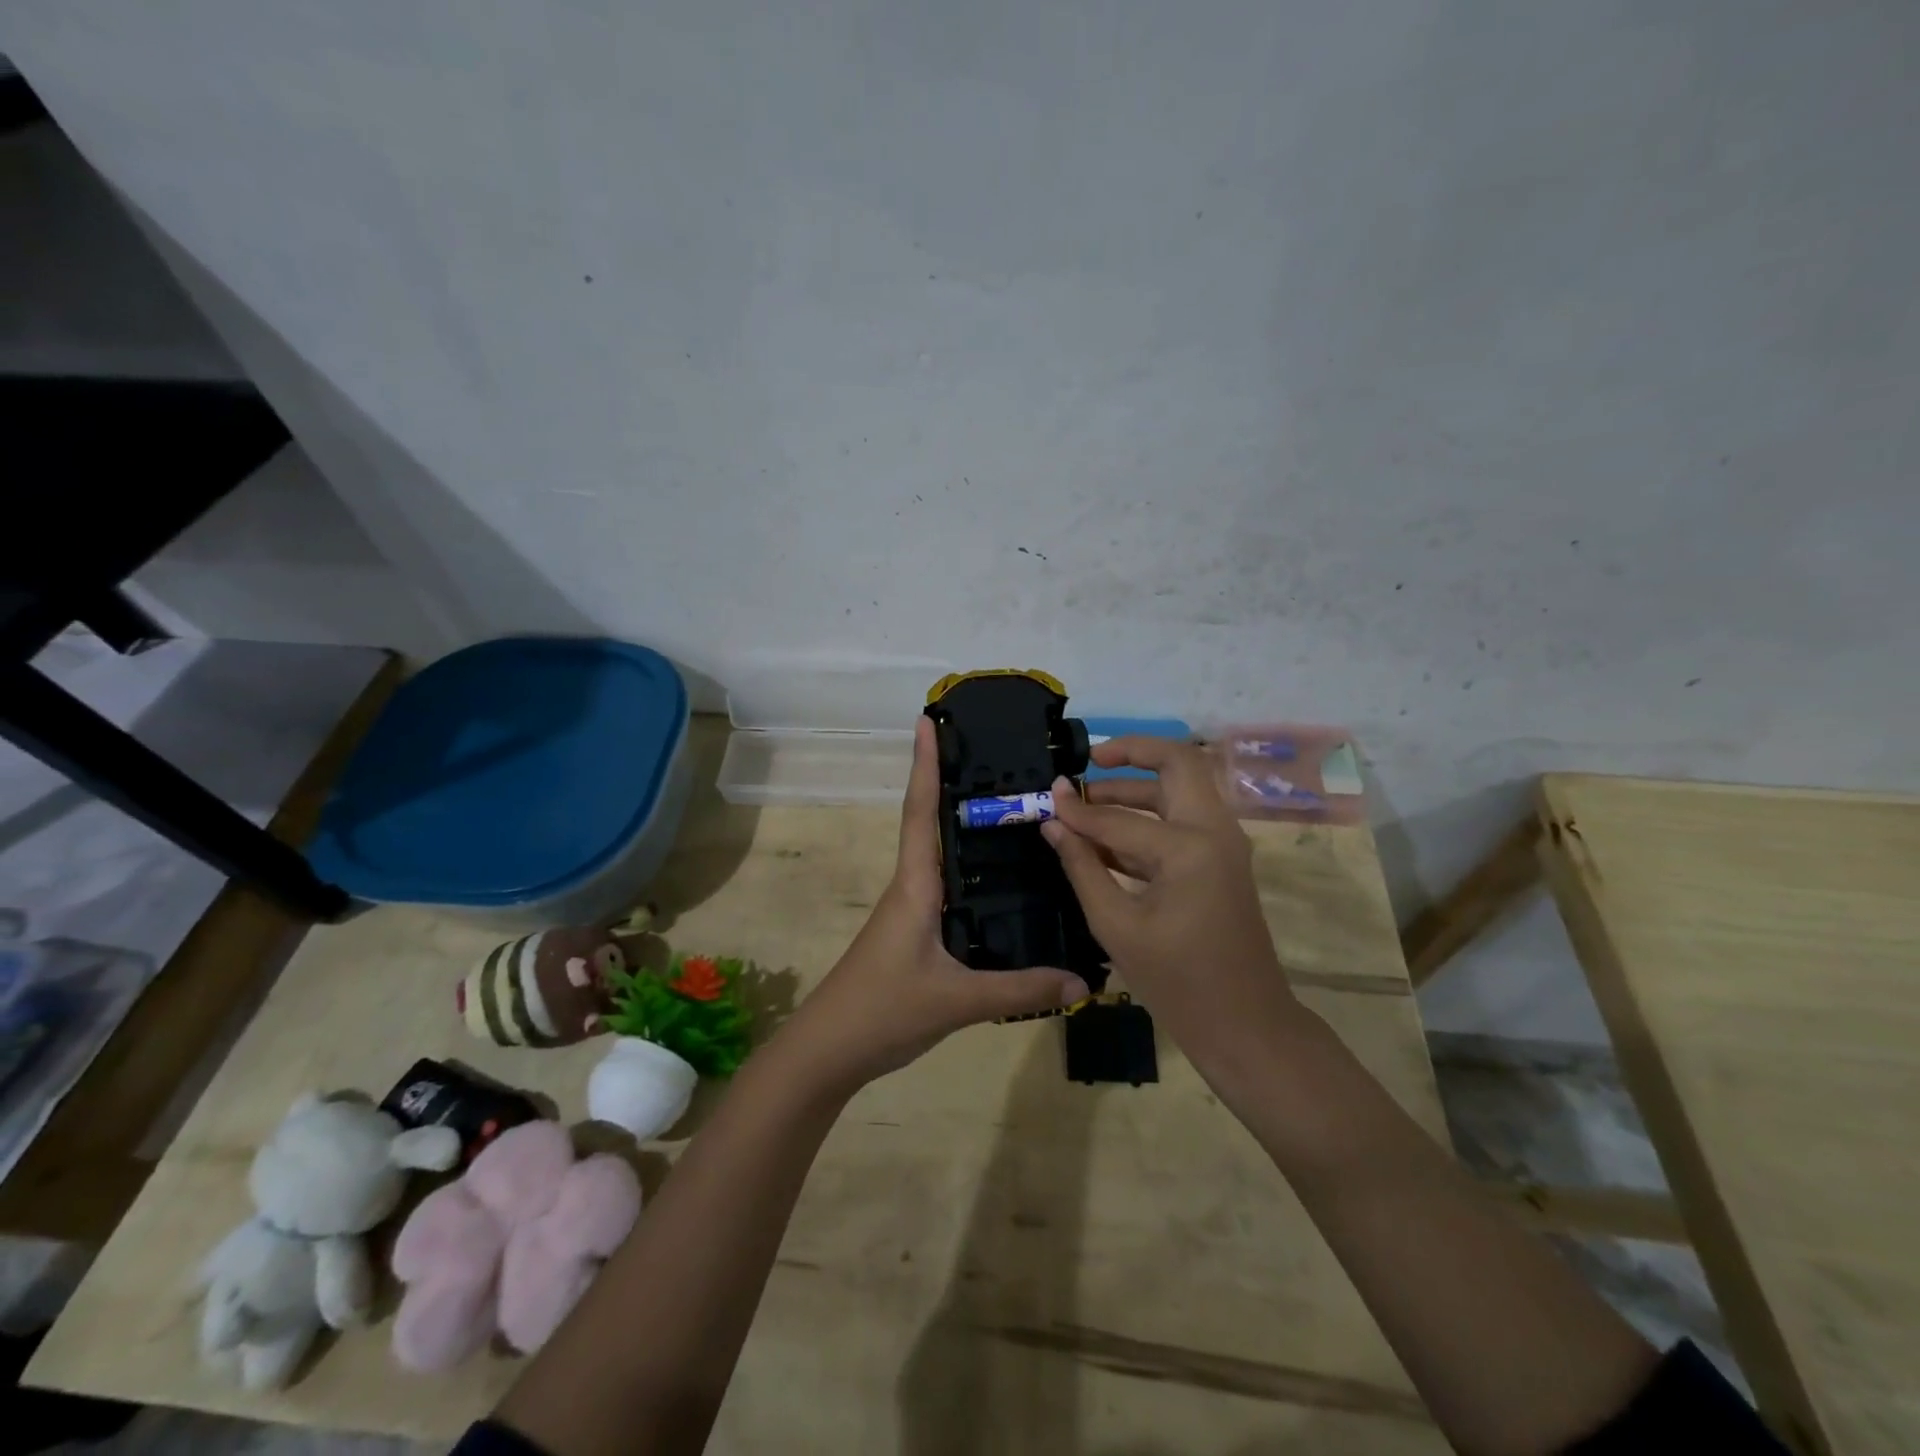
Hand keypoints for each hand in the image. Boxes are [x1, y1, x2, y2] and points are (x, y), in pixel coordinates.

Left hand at [777, 717, 1089, 1093]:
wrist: (829, 1051)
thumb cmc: (883, 1010)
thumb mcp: (956, 1000)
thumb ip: (1020, 989)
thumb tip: (1084, 983)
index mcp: (915, 885)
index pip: (919, 811)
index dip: (924, 764)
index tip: (927, 721)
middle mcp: (912, 886)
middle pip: (928, 821)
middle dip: (948, 780)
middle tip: (989, 750)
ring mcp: (910, 909)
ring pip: (938, 853)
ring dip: (958, 821)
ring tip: (1005, 800)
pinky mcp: (915, 932)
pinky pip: (946, 886)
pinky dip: (967, 867)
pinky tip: (999, 877)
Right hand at [1041, 738, 1309, 1080]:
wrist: (1246, 1025)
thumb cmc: (1177, 983)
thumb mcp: (1116, 925)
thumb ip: (1082, 866)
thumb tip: (1053, 821)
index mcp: (1190, 847)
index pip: (1118, 817)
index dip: (1077, 808)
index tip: (1048, 796)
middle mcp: (1214, 831)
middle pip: (1179, 763)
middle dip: (1134, 753)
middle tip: (1091, 760)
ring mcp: (1223, 844)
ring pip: (1182, 789)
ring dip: (1138, 787)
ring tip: (1088, 800)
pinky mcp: (1221, 861)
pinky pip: (1182, 821)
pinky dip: (1148, 818)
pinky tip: (1107, 838)